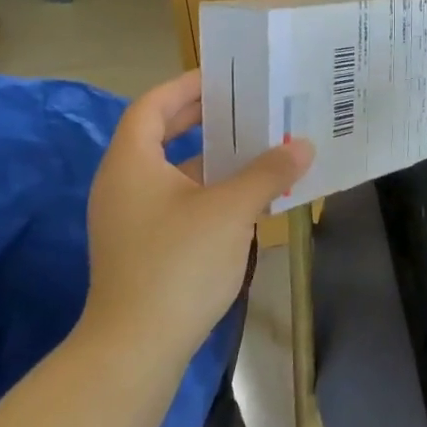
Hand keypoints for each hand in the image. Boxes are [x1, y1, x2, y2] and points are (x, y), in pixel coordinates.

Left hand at [83, 70, 313, 359]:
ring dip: (212, 157)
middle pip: (160, 134)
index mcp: (131, 162)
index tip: (226, 77)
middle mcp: (123, 184)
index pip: (153, 105)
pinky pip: (177, 201)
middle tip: (247, 105)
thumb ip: (267, 172)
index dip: (187, 86)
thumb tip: (303, 146)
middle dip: (203, 118)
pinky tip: (247, 199)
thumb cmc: (178, 264)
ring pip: (172, 171)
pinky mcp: (142, 247)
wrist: (136, 348)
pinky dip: (208, 191)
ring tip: (257, 147)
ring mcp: (129, 218)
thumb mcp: (230, 211)